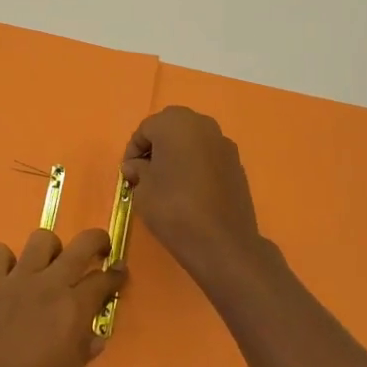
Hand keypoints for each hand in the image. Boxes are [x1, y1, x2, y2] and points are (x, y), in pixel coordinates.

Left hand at [0, 228, 124, 366]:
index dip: (116, 275)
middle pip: (81, 245)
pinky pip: (0, 253)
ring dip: (51, 249)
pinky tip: (9, 277)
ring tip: (50, 265)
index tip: (120, 273)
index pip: (103, 280)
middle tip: (100, 250)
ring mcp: (16, 278)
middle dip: (97, 242)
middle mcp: (48, 285)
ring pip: (41, 240)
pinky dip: (7, 260)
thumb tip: (92, 338)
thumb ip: (81, 359)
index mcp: (73, 311)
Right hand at [122, 107, 277, 298]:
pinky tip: (190, 191)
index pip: (145, 129)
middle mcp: (202, 125)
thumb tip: (136, 166)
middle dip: (156, 148)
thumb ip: (137, 170)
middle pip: (171, 129)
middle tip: (146, 174)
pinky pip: (208, 157)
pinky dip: (196, 166)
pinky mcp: (237, 164)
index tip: (129, 175)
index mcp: (175, 123)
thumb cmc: (173, 208)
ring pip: (192, 142)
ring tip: (168, 183)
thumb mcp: (142, 189)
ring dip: (177, 155)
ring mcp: (224, 144)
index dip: (133, 151)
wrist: (222, 243)